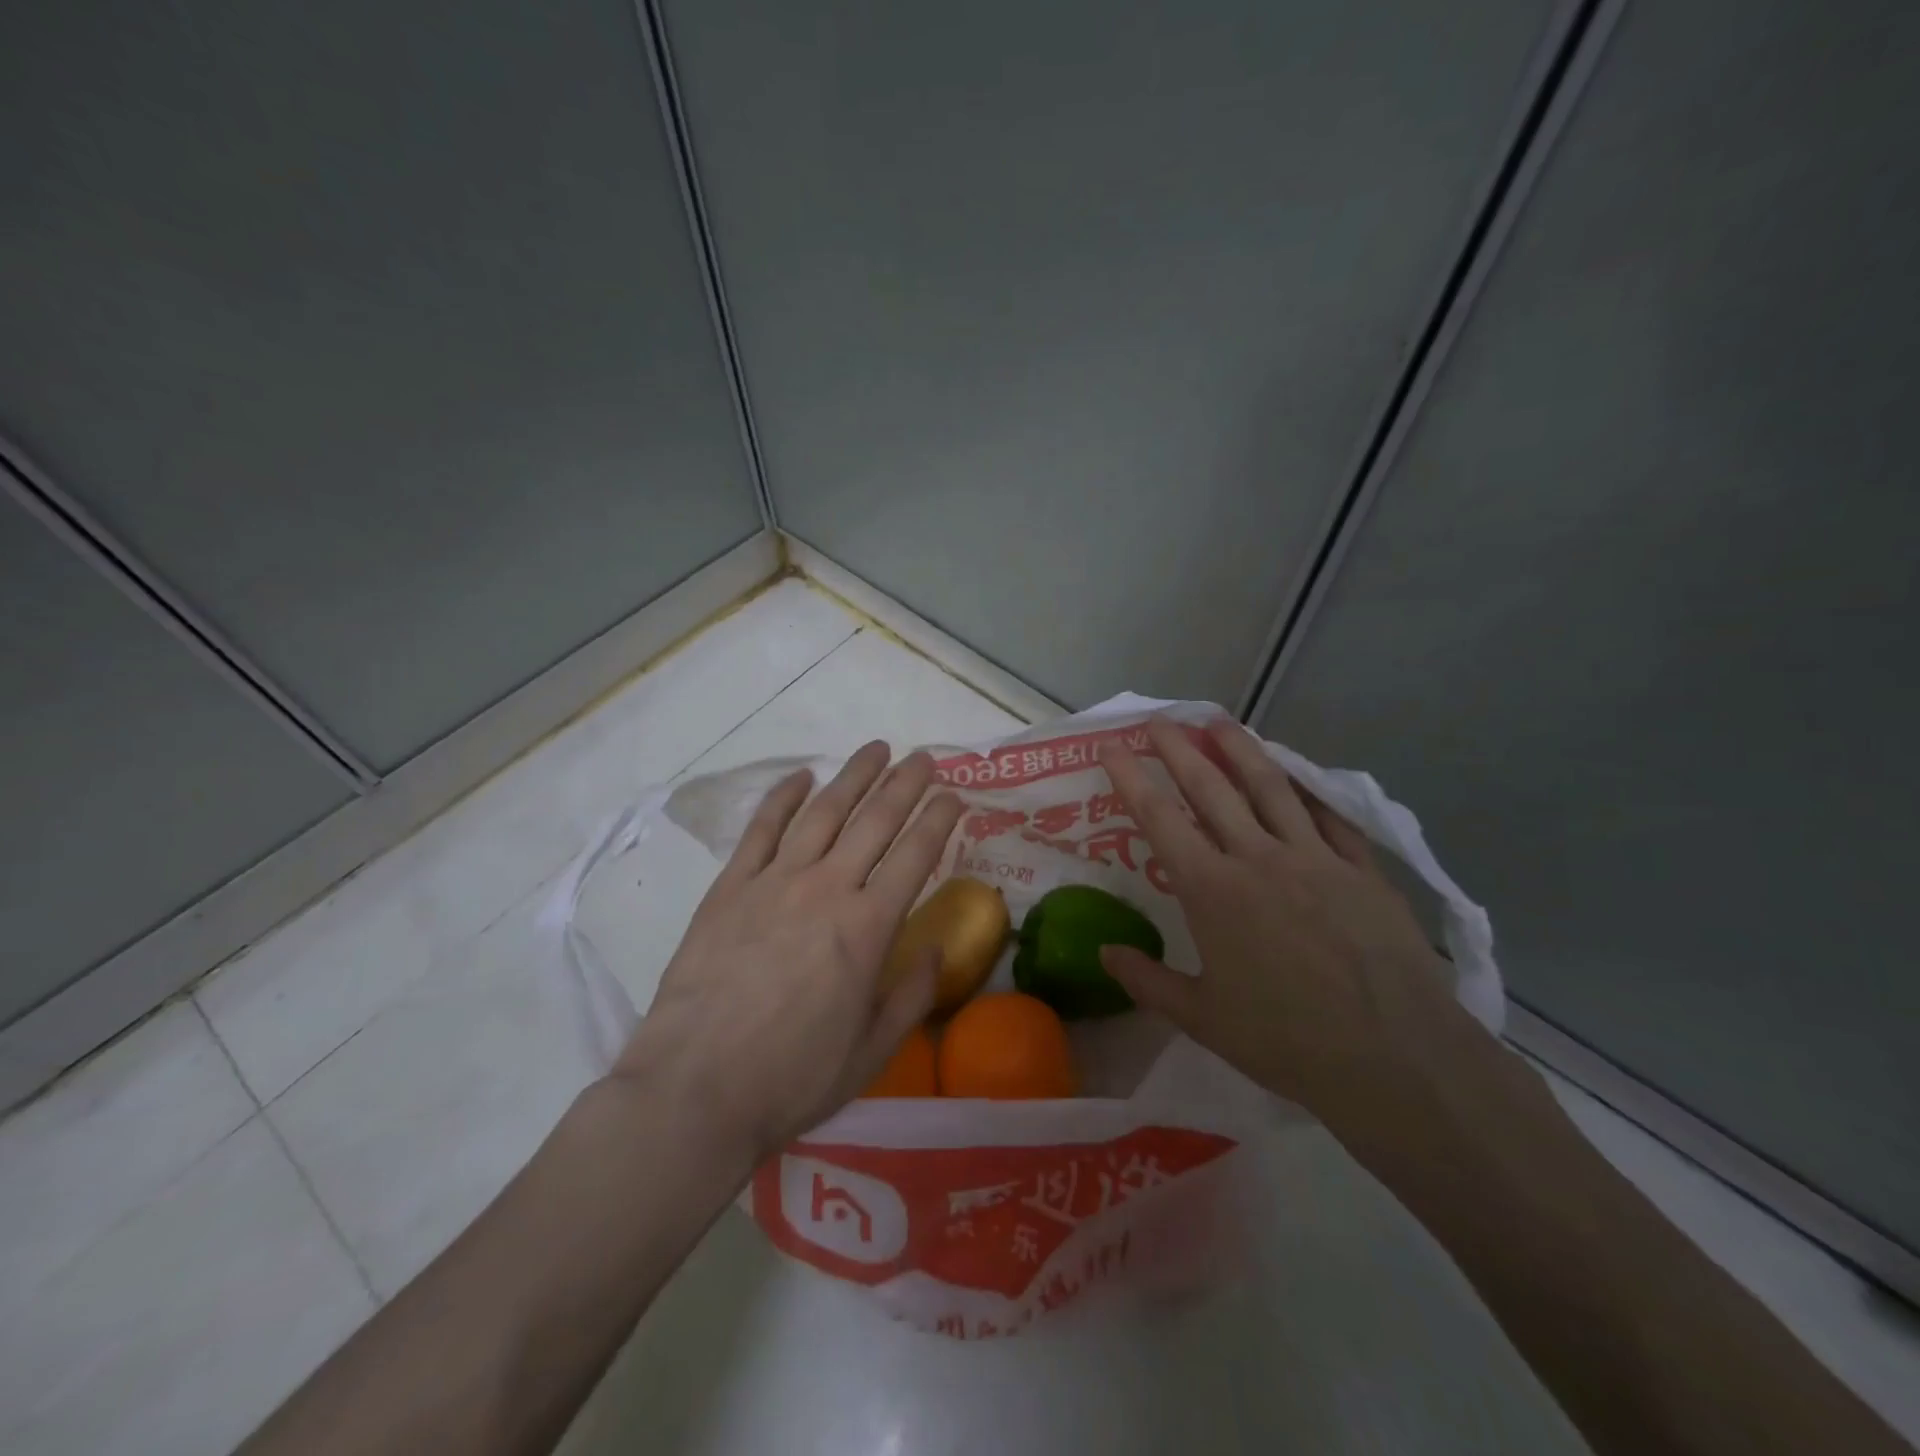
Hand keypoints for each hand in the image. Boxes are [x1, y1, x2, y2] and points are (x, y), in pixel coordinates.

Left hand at [612, 741, 963, 1159]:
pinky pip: (762, 829)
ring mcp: (774, 881)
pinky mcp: (730, 887)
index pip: (915, 855)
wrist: (694, 1090)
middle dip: (905, 784)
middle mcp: (826, 889)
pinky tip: (801, 775)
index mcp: (867, 928)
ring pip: (823, 812)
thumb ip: (911, 996)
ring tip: (876, 749)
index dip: (939, 820)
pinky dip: (783, 797)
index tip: (955, 795)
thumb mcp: (870, 1052)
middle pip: (875, 821)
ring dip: (854, 776)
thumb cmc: (791, 1078)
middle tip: (925, 757)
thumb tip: (935, 949)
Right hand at [1097, 717, 1477, 1134]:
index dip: (1130, 777)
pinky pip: (1328, 815)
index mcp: (1212, 890)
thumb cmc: (1287, 1041)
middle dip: (1179, 748)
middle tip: (1160, 719)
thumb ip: (1147, 981)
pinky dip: (1306, 789)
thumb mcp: (1203, 1019)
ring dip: (1240, 749)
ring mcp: (1314, 857)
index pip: (1159, 818)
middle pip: (1211, 787)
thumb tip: (1104, 953)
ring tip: (1219, 721)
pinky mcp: (1360, 868)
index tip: (1112, 745)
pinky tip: (1296, 773)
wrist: (1395, 1058)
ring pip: (1270, 787)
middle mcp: (1257, 858)